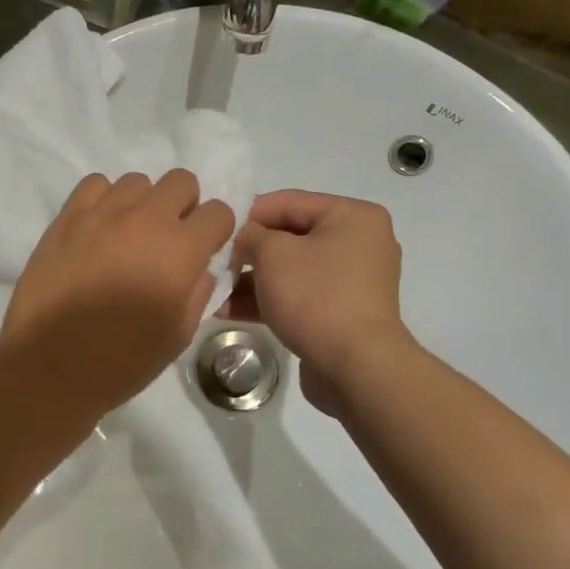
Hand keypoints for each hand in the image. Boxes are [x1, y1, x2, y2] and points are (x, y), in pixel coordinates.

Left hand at [1, 170, 235, 420]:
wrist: (51, 366)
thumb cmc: (121, 361)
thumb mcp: (177, 336)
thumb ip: (197, 293)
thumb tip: (198, 268)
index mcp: (181, 250)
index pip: (219, 212)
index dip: (215, 232)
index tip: (202, 251)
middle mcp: (146, 219)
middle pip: (182, 181)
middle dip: (183, 206)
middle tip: (167, 240)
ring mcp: (103, 213)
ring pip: (138, 181)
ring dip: (143, 204)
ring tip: (128, 236)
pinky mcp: (67, 217)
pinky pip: (95, 185)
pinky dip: (104, 200)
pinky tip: (98, 229)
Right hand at [223, 190, 404, 414]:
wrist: (355, 367)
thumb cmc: (316, 296)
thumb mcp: (273, 254)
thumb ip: (250, 235)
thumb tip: (242, 238)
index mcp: (352, 216)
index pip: (288, 201)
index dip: (247, 213)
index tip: (214, 228)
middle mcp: (358, 243)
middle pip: (289, 237)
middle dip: (247, 252)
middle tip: (212, 262)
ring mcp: (350, 282)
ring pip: (290, 271)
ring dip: (250, 280)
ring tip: (213, 291)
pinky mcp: (340, 314)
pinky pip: (297, 297)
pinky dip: (267, 301)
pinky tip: (228, 312)